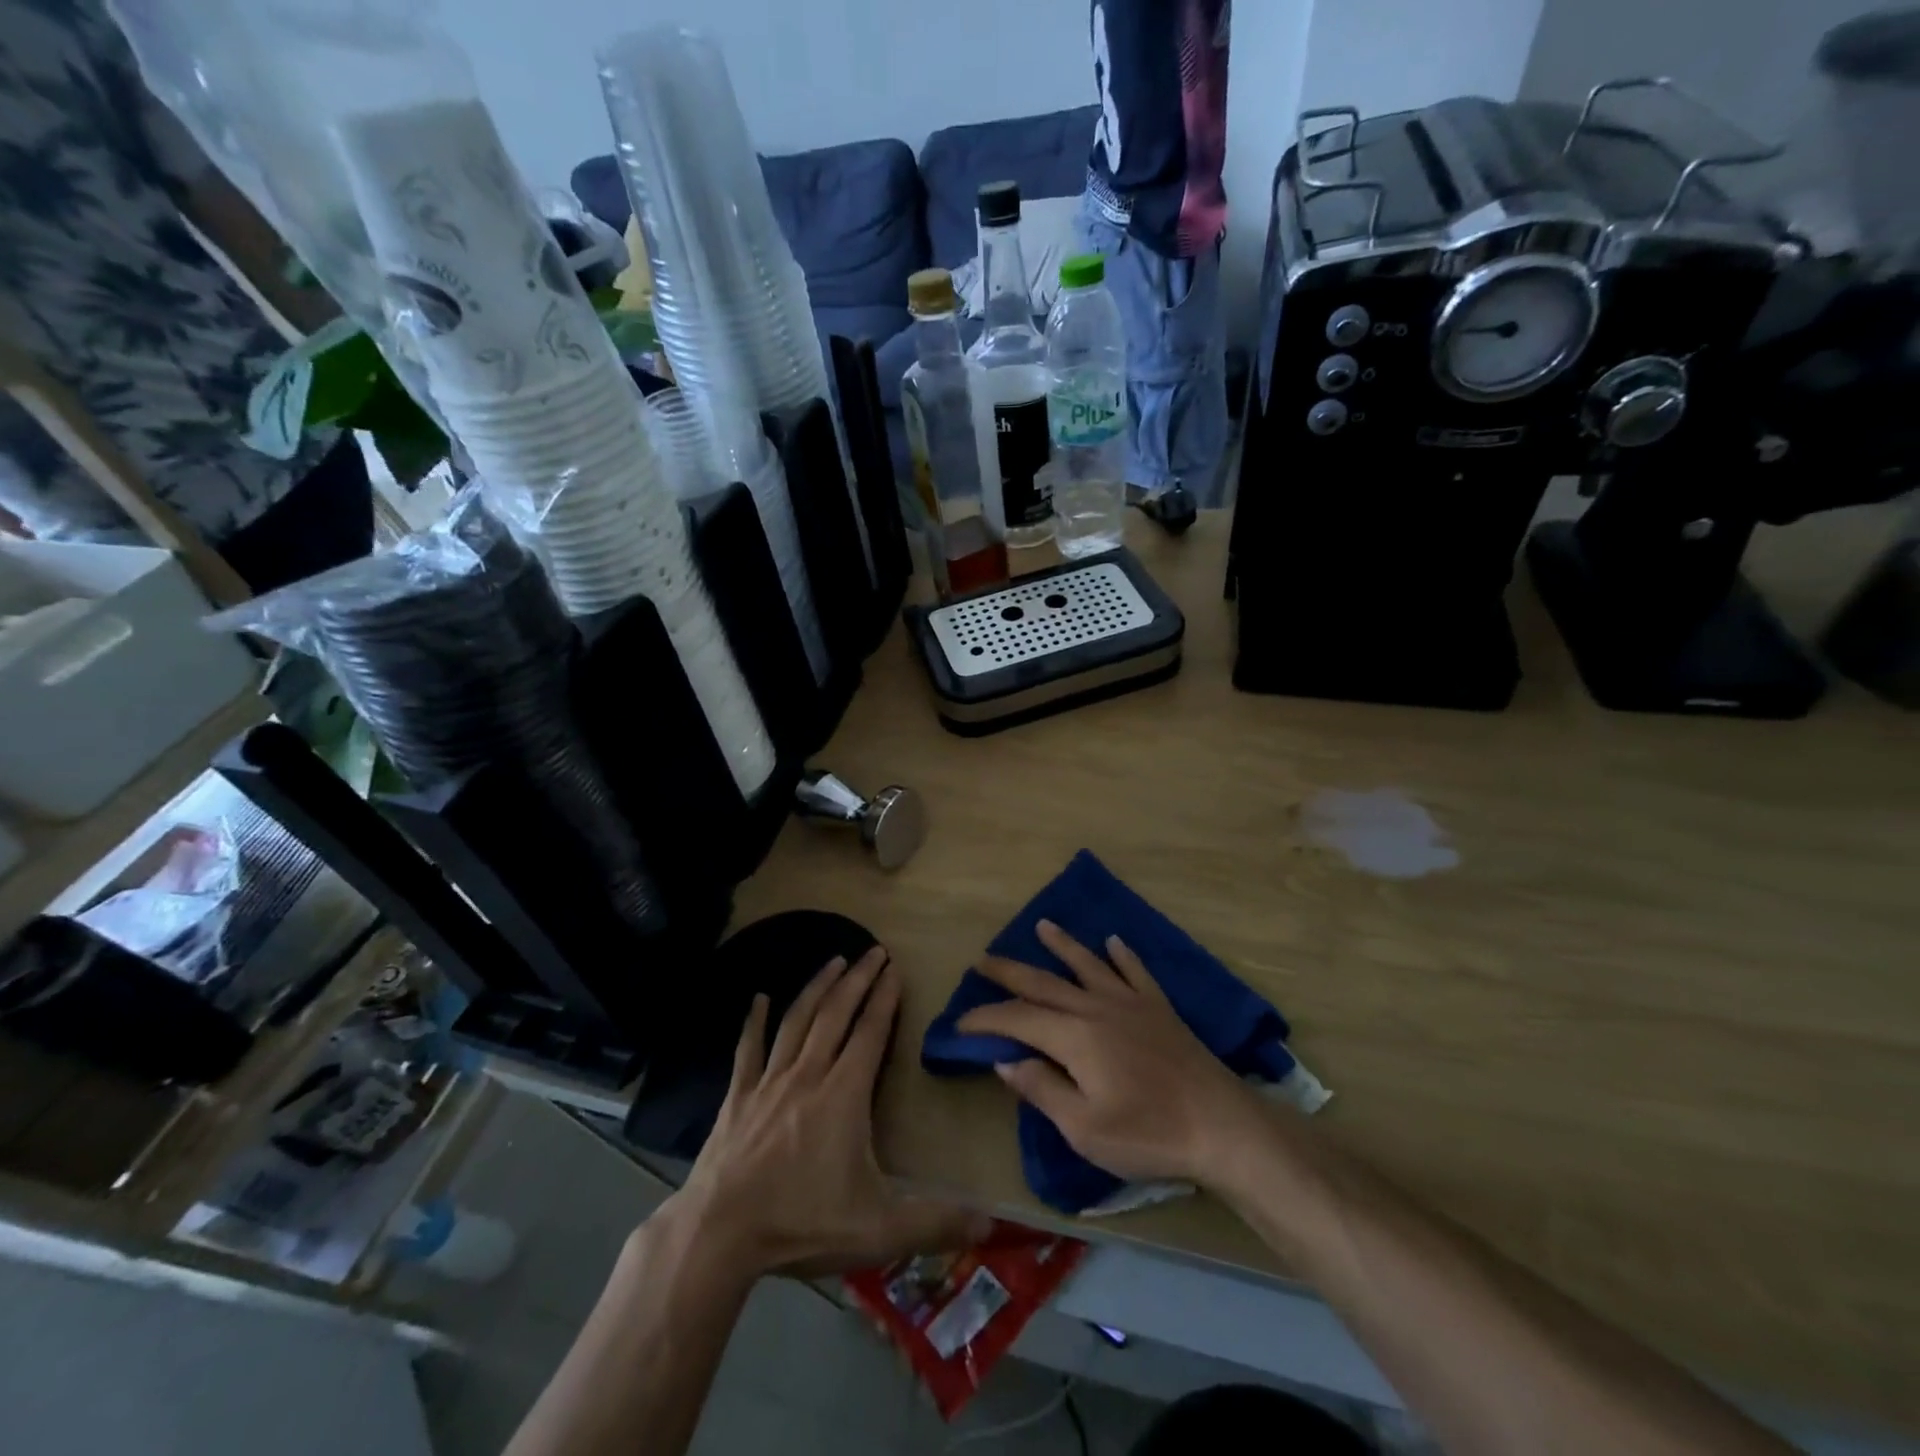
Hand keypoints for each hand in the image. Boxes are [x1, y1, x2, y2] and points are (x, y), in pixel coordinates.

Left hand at [666, 947, 992, 1277]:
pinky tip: (758, 998)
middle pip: (836, 1014)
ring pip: (797, 1020)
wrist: (718, 1235)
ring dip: (818, 987)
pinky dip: (754, 1021)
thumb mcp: (878, 1230)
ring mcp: (768, 1082)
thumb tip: (990, 1224)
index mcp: (844, 1095)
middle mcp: (808, 1074)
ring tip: (834, 961)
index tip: (895, 968)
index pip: (870, 1032)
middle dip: (858, 979)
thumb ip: (934, 1222)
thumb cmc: (801, 1224)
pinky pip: (748, 1048)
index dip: (885, 998)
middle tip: (873, 950)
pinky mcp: (737, 1096)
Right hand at [957, 920, 1267, 1186]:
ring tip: (1042, 925)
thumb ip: (1041, 1089)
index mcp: (1073, 1037)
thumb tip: (1005, 1059)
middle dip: (1008, 971)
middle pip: (1043, 982)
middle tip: (982, 960)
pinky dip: (1121, 955)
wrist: (1220, 1124)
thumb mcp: (1084, 1128)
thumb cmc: (1148, 1133)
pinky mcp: (1159, 1007)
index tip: (959, 1022)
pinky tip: (1113, 941)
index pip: (1017, 1018)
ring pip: (1087, 964)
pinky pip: (1135, 971)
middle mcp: (1096, 1007)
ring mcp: (1130, 1002)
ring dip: (1062, 944)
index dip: (985, 1017)